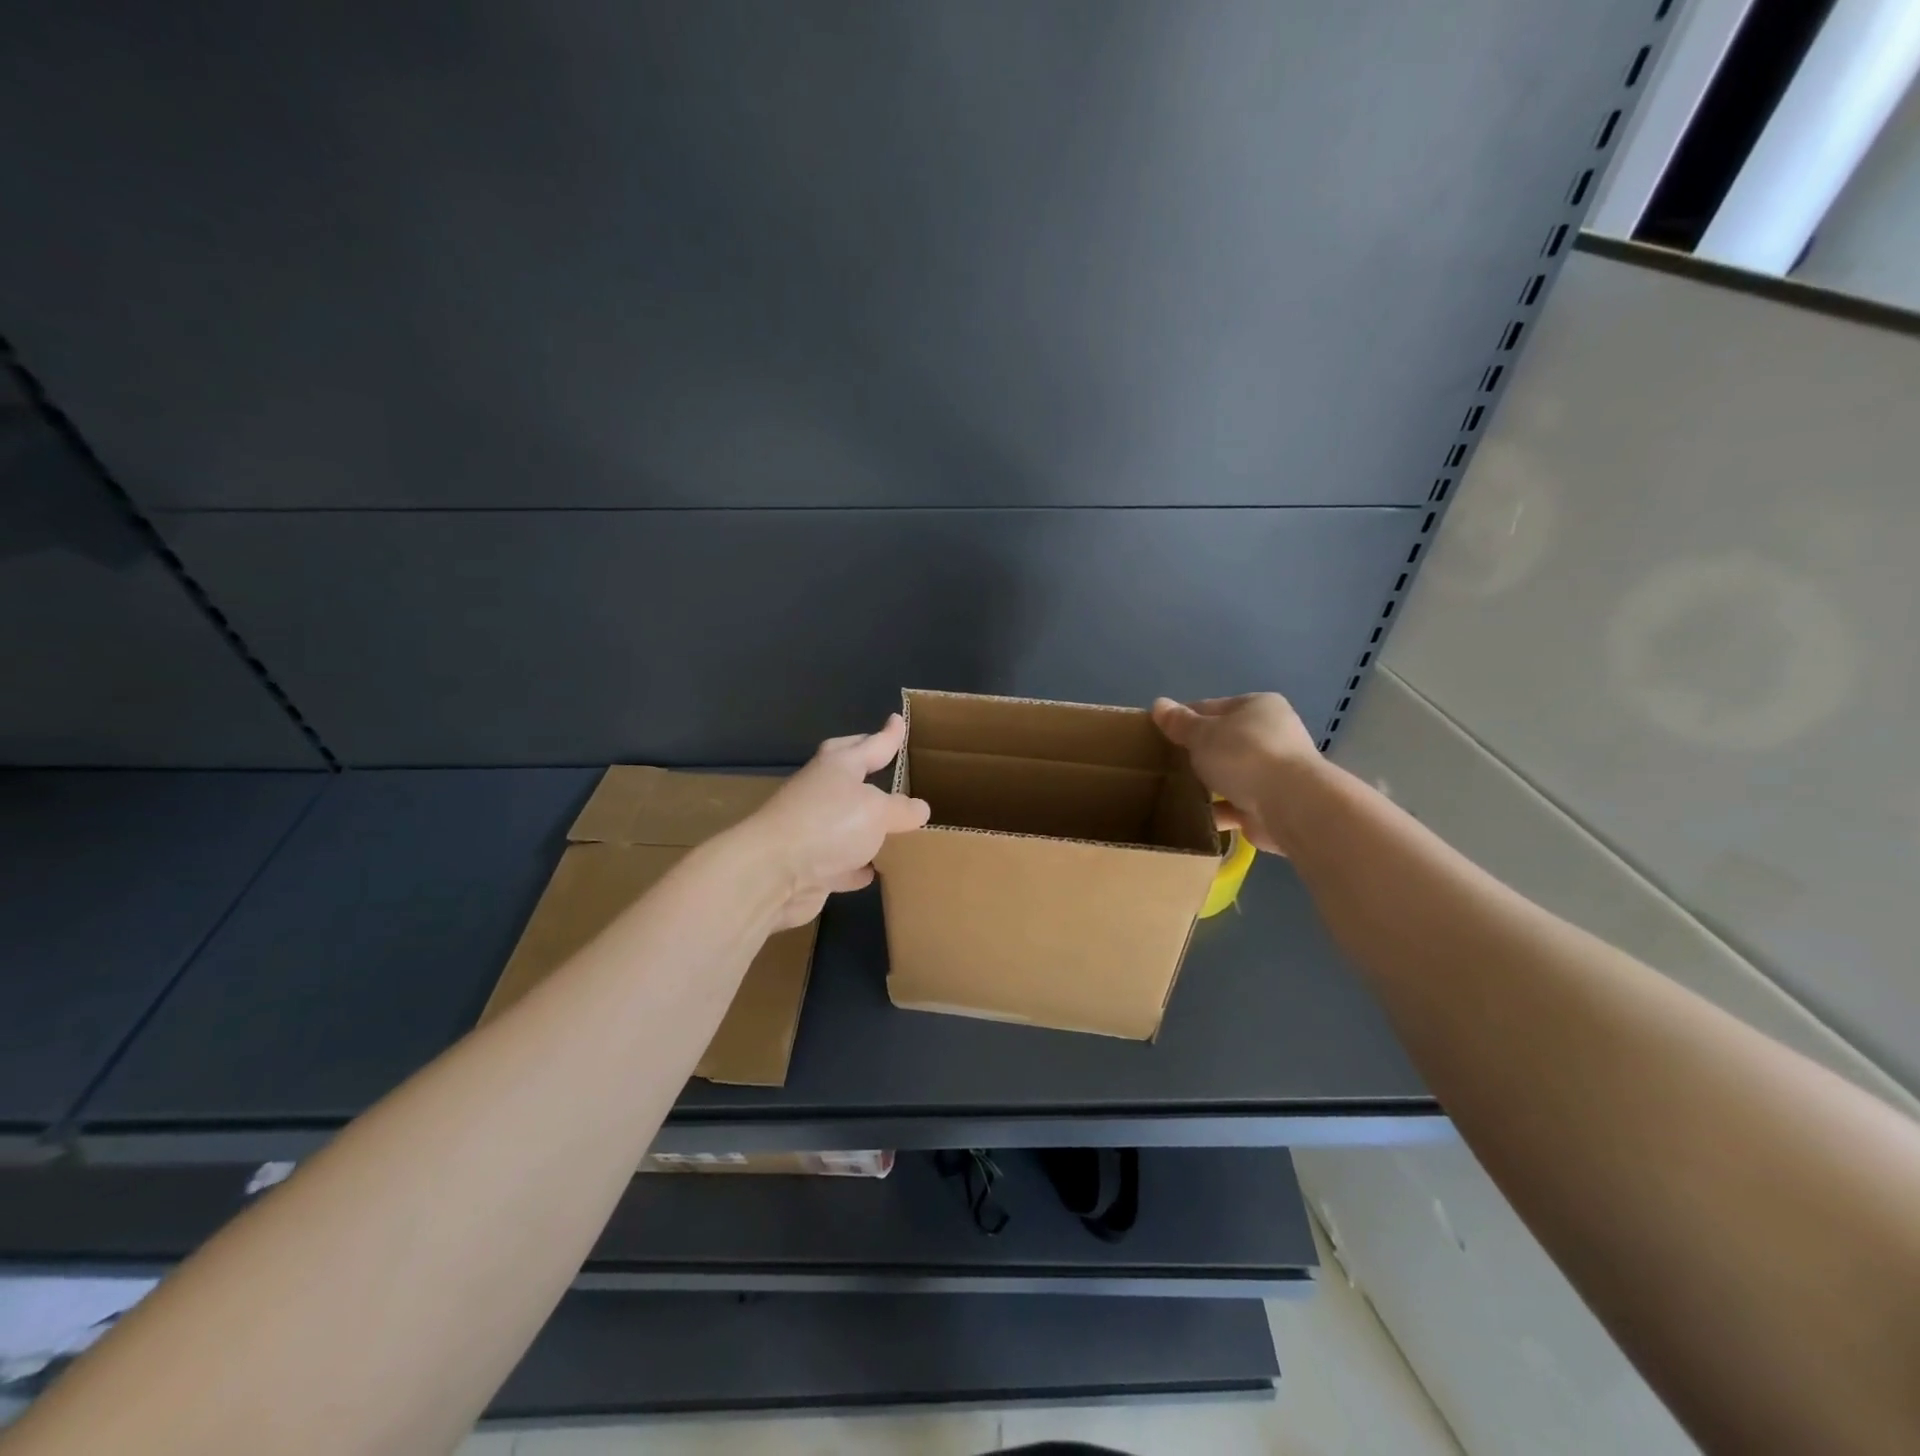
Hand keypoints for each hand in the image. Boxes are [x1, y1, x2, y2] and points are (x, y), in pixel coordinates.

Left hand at [742, 714, 930, 928]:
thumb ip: (901, 809)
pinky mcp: (809, 866)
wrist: (771, 874)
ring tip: (894, 826)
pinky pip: (841, 862)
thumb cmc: (829, 825)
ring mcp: (812, 829)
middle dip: (868, 769)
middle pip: (849, 775)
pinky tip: (874, 871)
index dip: (888, 735)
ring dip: (866, 825)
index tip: (898, 719)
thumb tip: (919, 808)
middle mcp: (822, 792)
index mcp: (838, 766)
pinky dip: (856, 865)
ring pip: (846, 822)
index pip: (870, 744)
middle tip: (888, 764)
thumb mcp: (878, 811)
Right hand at [1152, 694, 1320, 856]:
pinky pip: (1236, 804)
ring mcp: (1275, 772)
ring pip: (1230, 774)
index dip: (1185, 719)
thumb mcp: (1203, 734)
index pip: (1213, 708)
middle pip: (1224, 741)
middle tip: (1165, 764)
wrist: (1289, 805)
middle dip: (1198, 753)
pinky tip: (1192, 816)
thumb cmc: (1244, 755)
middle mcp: (1272, 735)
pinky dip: (1217, 810)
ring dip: (1208, 783)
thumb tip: (1158, 704)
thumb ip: (1179, 723)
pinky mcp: (1272, 804)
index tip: (1160, 734)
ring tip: (1174, 791)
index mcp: (1259, 707)